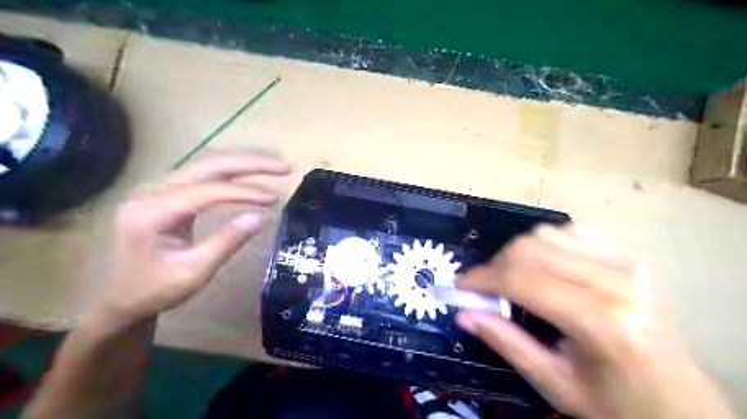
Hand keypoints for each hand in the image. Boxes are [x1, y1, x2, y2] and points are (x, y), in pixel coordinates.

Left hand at [88, 153, 290, 328]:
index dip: (243, 192)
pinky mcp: (170, 194)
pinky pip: (205, 176)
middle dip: (249, 163)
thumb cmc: (154, 291)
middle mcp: (153, 191)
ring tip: (275, 166)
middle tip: (284, 167)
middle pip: (208, 165)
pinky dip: (233, 173)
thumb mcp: (193, 272)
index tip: (274, 198)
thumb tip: (260, 217)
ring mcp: (160, 189)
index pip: (205, 191)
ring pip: (208, 164)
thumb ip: (226, 242)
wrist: (121, 299)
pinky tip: (252, 174)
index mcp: (151, 211)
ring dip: (244, 163)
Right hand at [456, 227, 730, 417]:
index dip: (481, 279)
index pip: (521, 279)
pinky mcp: (630, 257)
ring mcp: (627, 264)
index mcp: (600, 321)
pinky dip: (543, 244)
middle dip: (495, 266)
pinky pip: (569, 232)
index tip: (459, 286)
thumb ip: (505, 342)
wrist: (681, 405)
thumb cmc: (616, 404)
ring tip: (510, 279)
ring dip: (516, 254)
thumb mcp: (554, 383)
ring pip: (545, 235)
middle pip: (530, 249)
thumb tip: (463, 313)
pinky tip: (540, 267)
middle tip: (484, 288)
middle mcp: (616, 282)